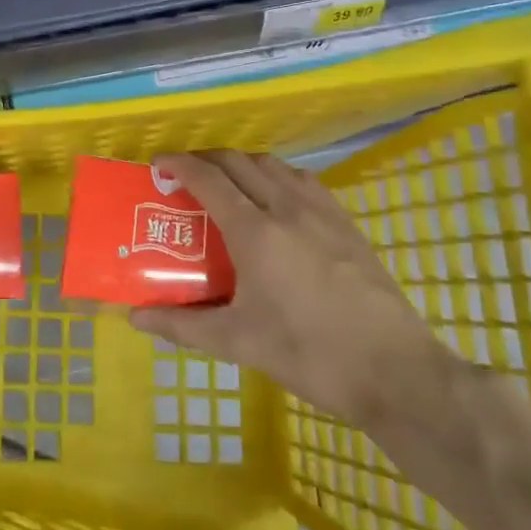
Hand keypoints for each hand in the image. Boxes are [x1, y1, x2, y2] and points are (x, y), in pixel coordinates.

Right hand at [130, 151, 445, 429]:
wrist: (395, 370)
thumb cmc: (309, 354)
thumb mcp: (238, 342)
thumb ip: (183, 325)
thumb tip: (136, 318)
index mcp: (255, 231)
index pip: (208, 178)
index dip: (179, 164)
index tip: (158, 163)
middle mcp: (286, 208)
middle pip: (239, 162)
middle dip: (207, 159)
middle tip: (186, 175)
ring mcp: (322, 212)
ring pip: (274, 165)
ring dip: (243, 163)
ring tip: (227, 183)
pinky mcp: (347, 224)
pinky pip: (304, 181)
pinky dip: (277, 176)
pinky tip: (277, 200)